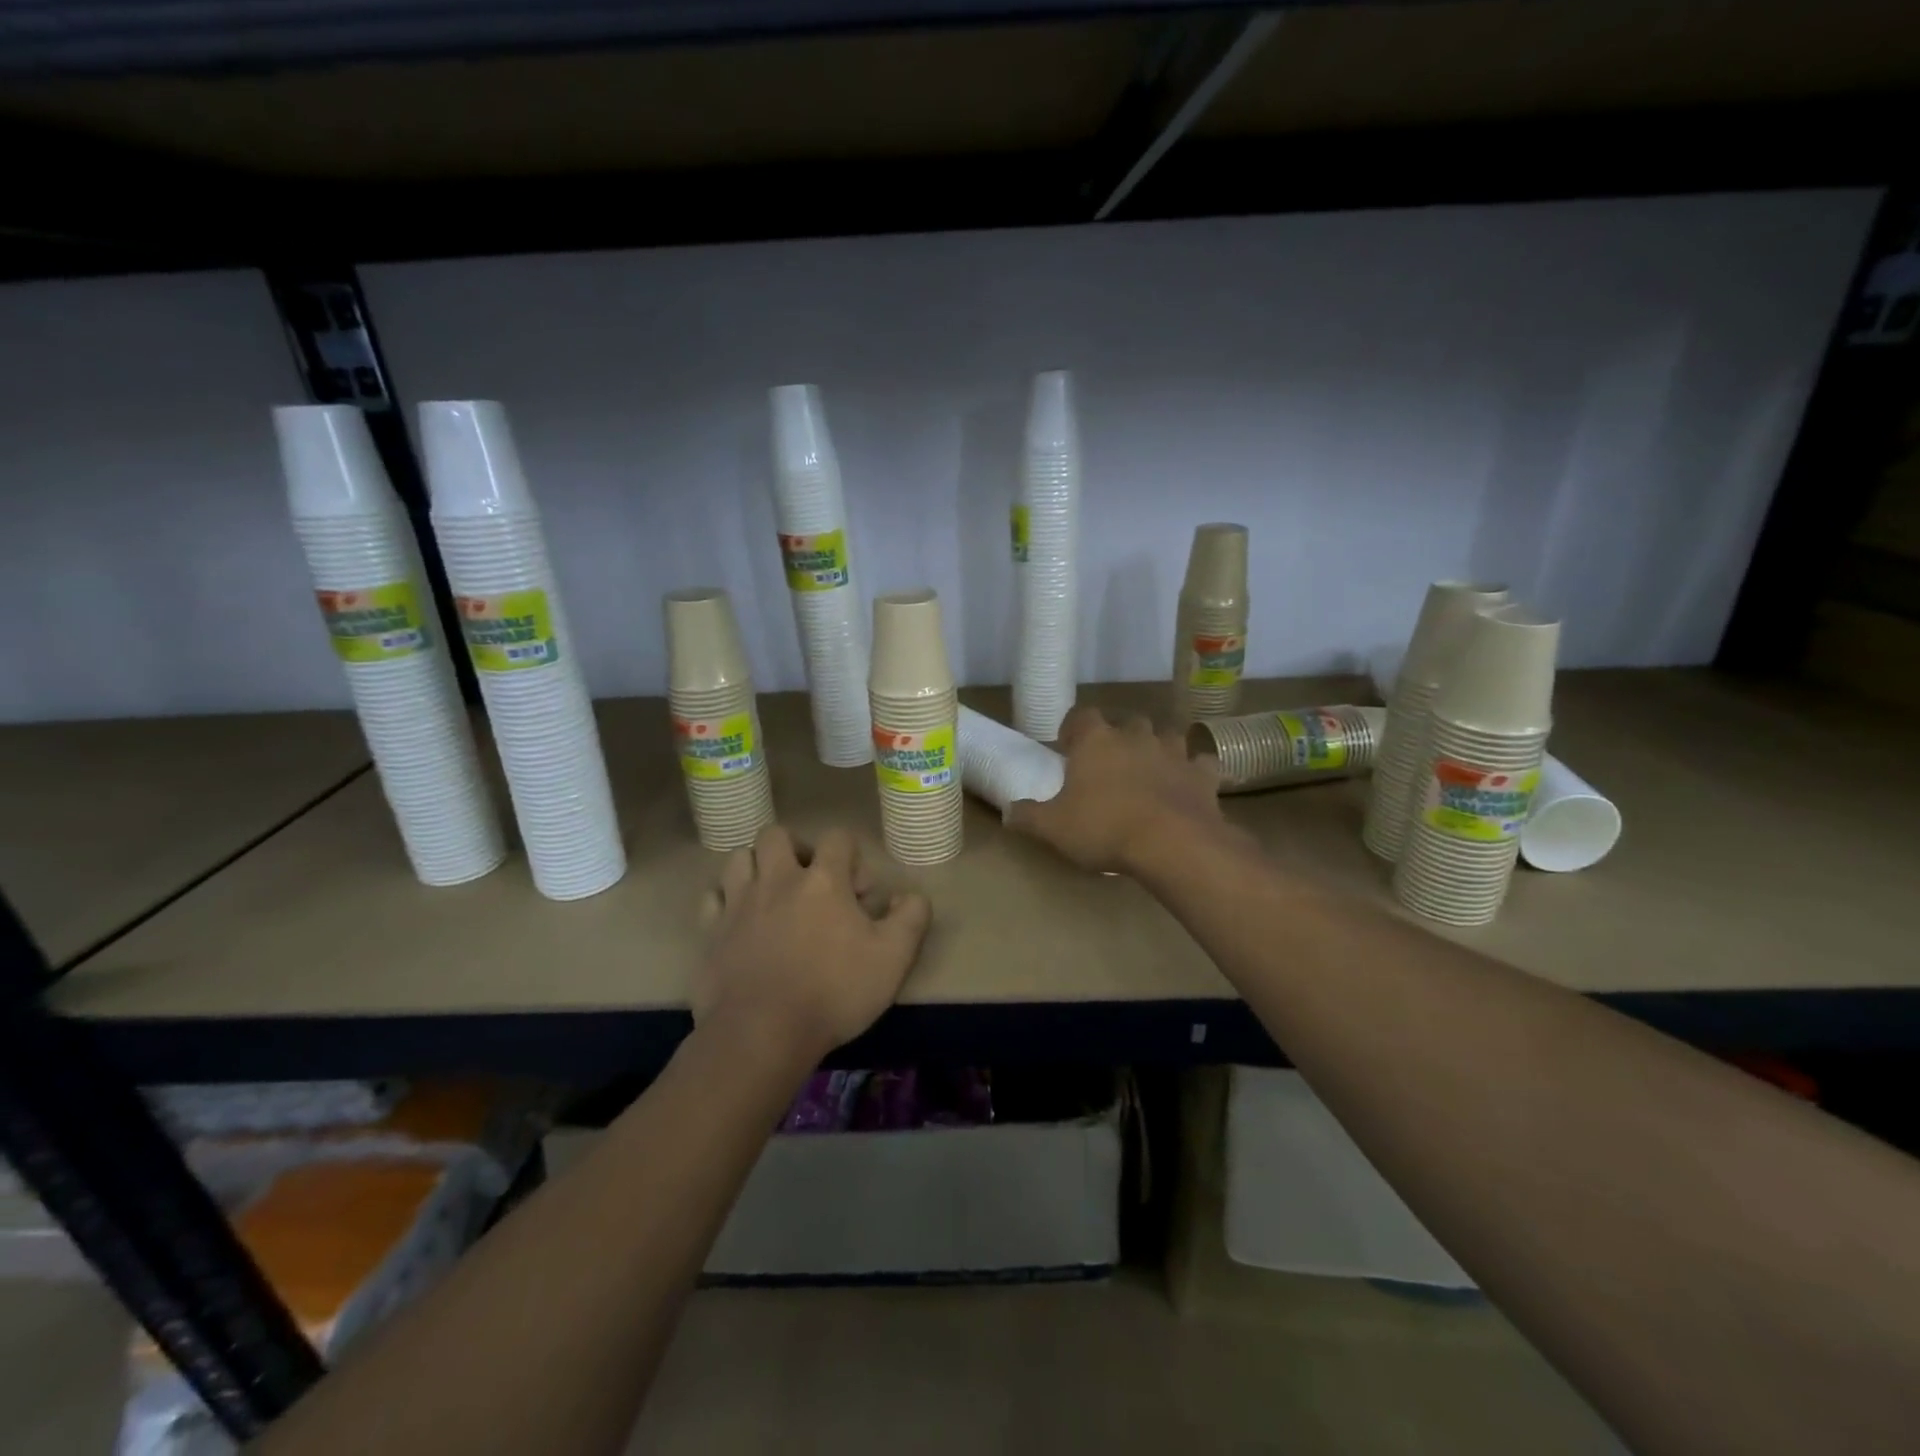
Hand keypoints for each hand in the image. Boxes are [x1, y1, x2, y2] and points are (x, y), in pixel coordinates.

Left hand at [694, 824, 931, 1065]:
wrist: (763, 1034)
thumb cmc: (834, 992)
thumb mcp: (894, 958)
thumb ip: (911, 917)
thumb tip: (909, 895)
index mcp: (824, 880)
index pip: (839, 838)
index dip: (852, 857)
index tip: (859, 894)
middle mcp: (778, 879)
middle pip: (777, 834)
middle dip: (795, 849)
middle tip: (809, 882)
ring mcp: (739, 903)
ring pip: (739, 857)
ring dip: (757, 867)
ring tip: (771, 895)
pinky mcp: (710, 931)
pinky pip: (712, 897)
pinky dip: (725, 901)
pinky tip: (739, 920)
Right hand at [1007, 705, 1238, 875]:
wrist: (1172, 843)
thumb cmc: (1104, 828)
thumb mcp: (1053, 828)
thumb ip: (1028, 816)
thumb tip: (1008, 812)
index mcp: (1096, 741)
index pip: (1081, 716)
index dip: (1074, 727)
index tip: (1068, 745)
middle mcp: (1135, 736)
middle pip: (1127, 722)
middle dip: (1119, 736)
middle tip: (1110, 761)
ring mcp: (1174, 752)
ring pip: (1167, 736)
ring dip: (1158, 747)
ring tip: (1149, 768)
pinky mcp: (1202, 774)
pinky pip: (1201, 763)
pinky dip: (1195, 770)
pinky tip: (1189, 783)